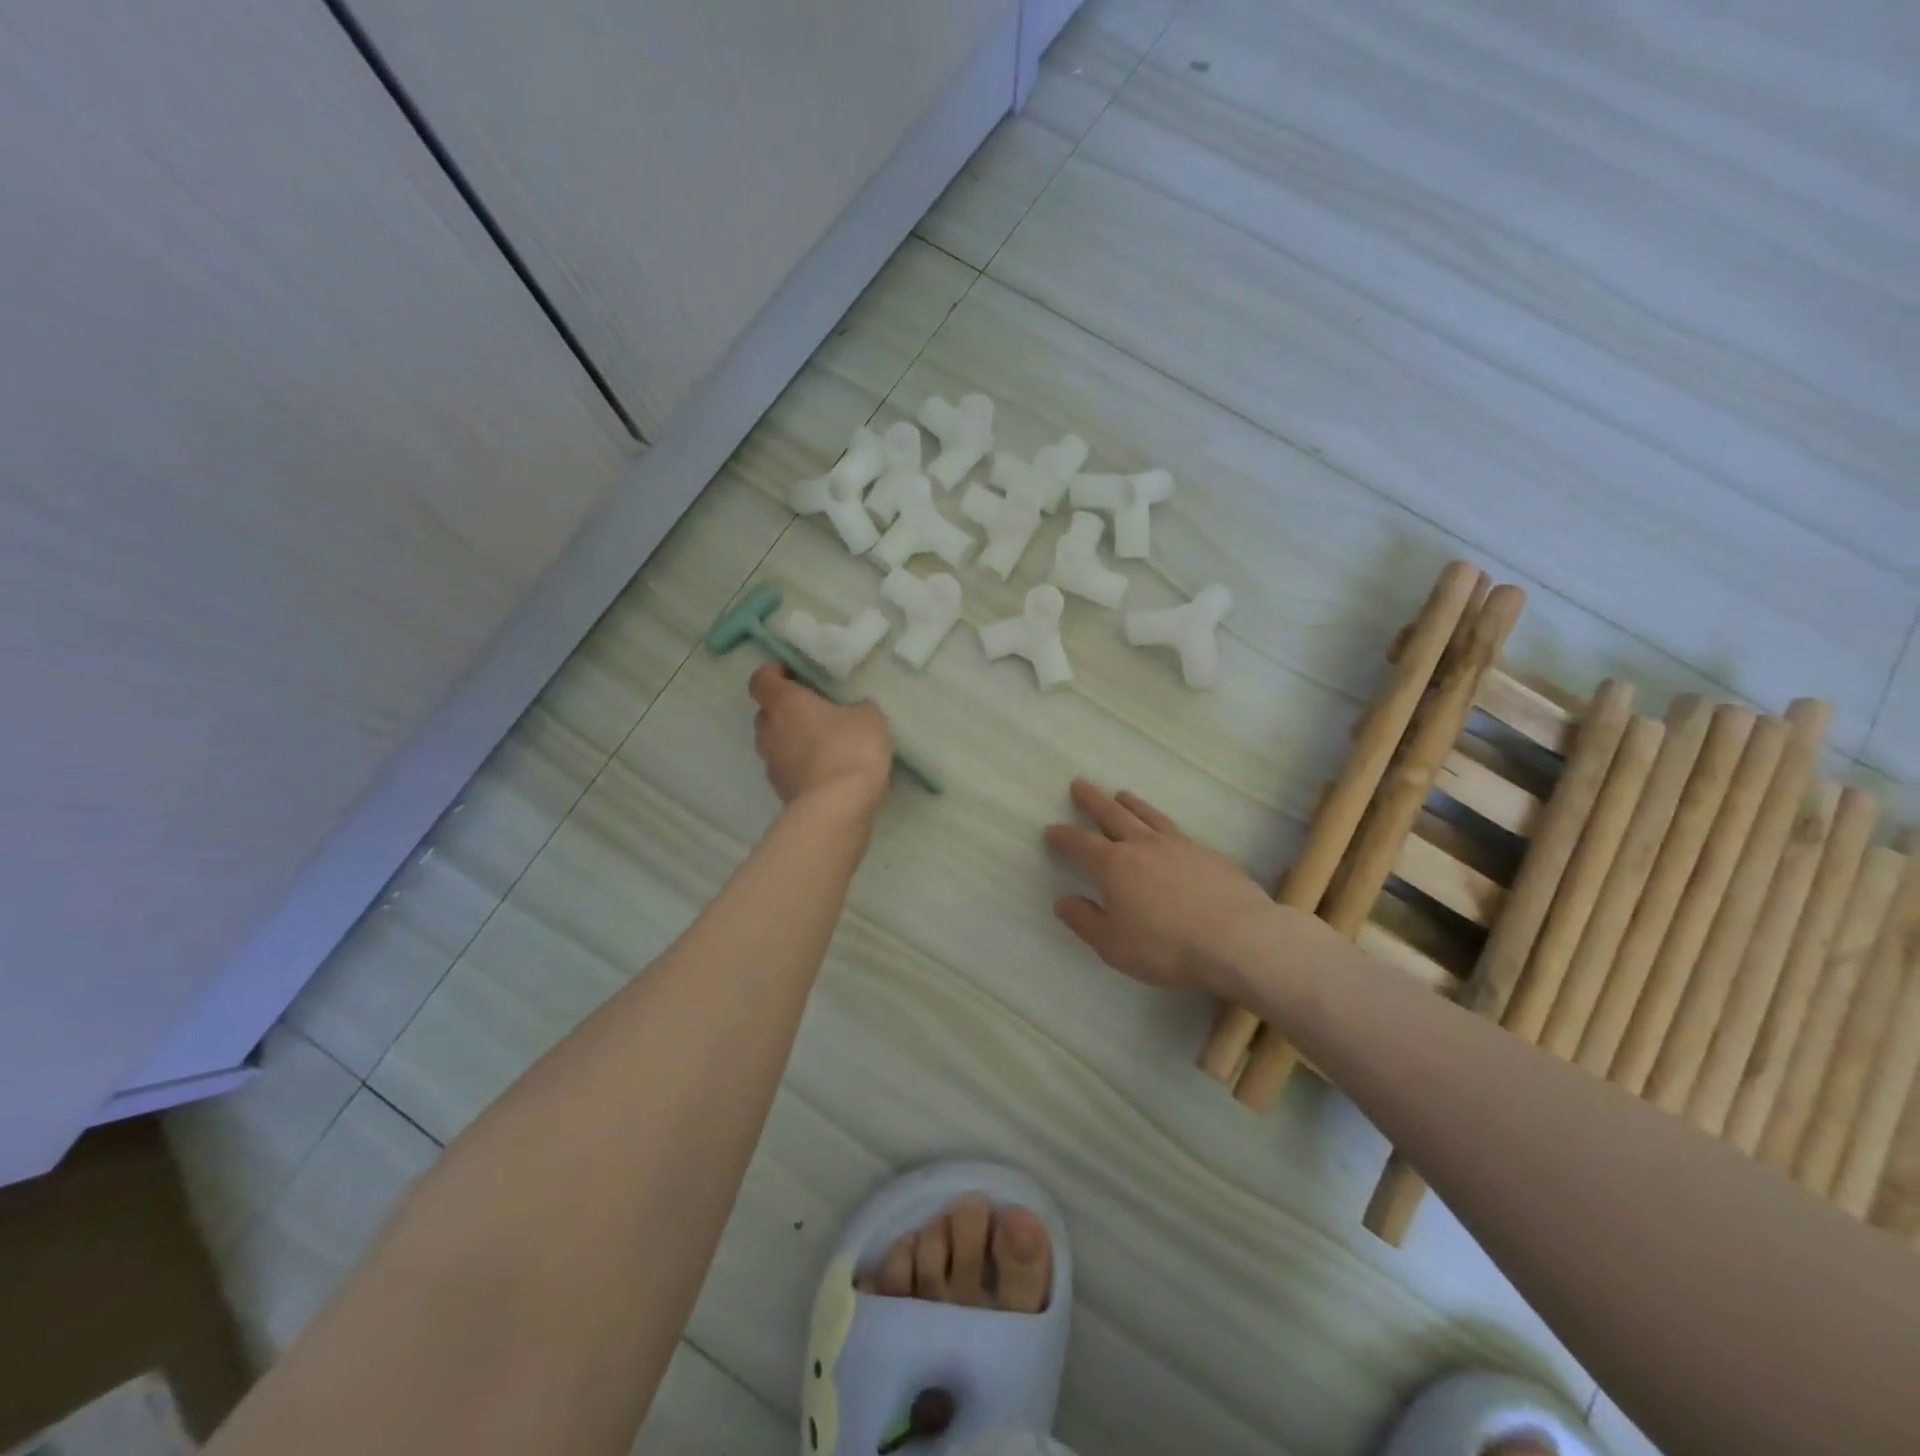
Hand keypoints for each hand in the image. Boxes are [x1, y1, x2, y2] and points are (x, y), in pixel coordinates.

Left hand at [749, 663, 892, 812]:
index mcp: (785, 704)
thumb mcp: (869, 718)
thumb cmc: (850, 749)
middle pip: (766, 714)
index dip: (772, 674)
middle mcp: (770, 731)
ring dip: (793, 741)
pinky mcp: (782, 792)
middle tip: (813, 711)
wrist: (837, 808)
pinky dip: (802, 767)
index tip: (791, 673)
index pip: (761, 680)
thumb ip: (857, 709)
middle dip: (785, 710)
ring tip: (823, 744)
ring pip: (776, 744)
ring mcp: (772, 765)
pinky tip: (828, 771)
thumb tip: (853, 712)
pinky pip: (789, 770)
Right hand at [1044, 779, 1275, 994]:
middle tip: (1080, 784)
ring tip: (1121, 794)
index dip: (1064, 836)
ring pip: (1147, 816)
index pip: (1081, 844)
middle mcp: (1143, 846)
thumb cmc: (1166, 945)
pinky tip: (1165, 829)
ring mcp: (1178, 845)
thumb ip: (1085, 921)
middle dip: (1093, 801)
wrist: (1237, 938)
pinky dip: (1161, 821)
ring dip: (1130, 804)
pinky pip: (1175, 829)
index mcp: (1114, 866)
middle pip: (1112, 816)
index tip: (1052, 829)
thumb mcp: (1113, 944)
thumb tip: (1063, 901)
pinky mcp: (1207, 854)